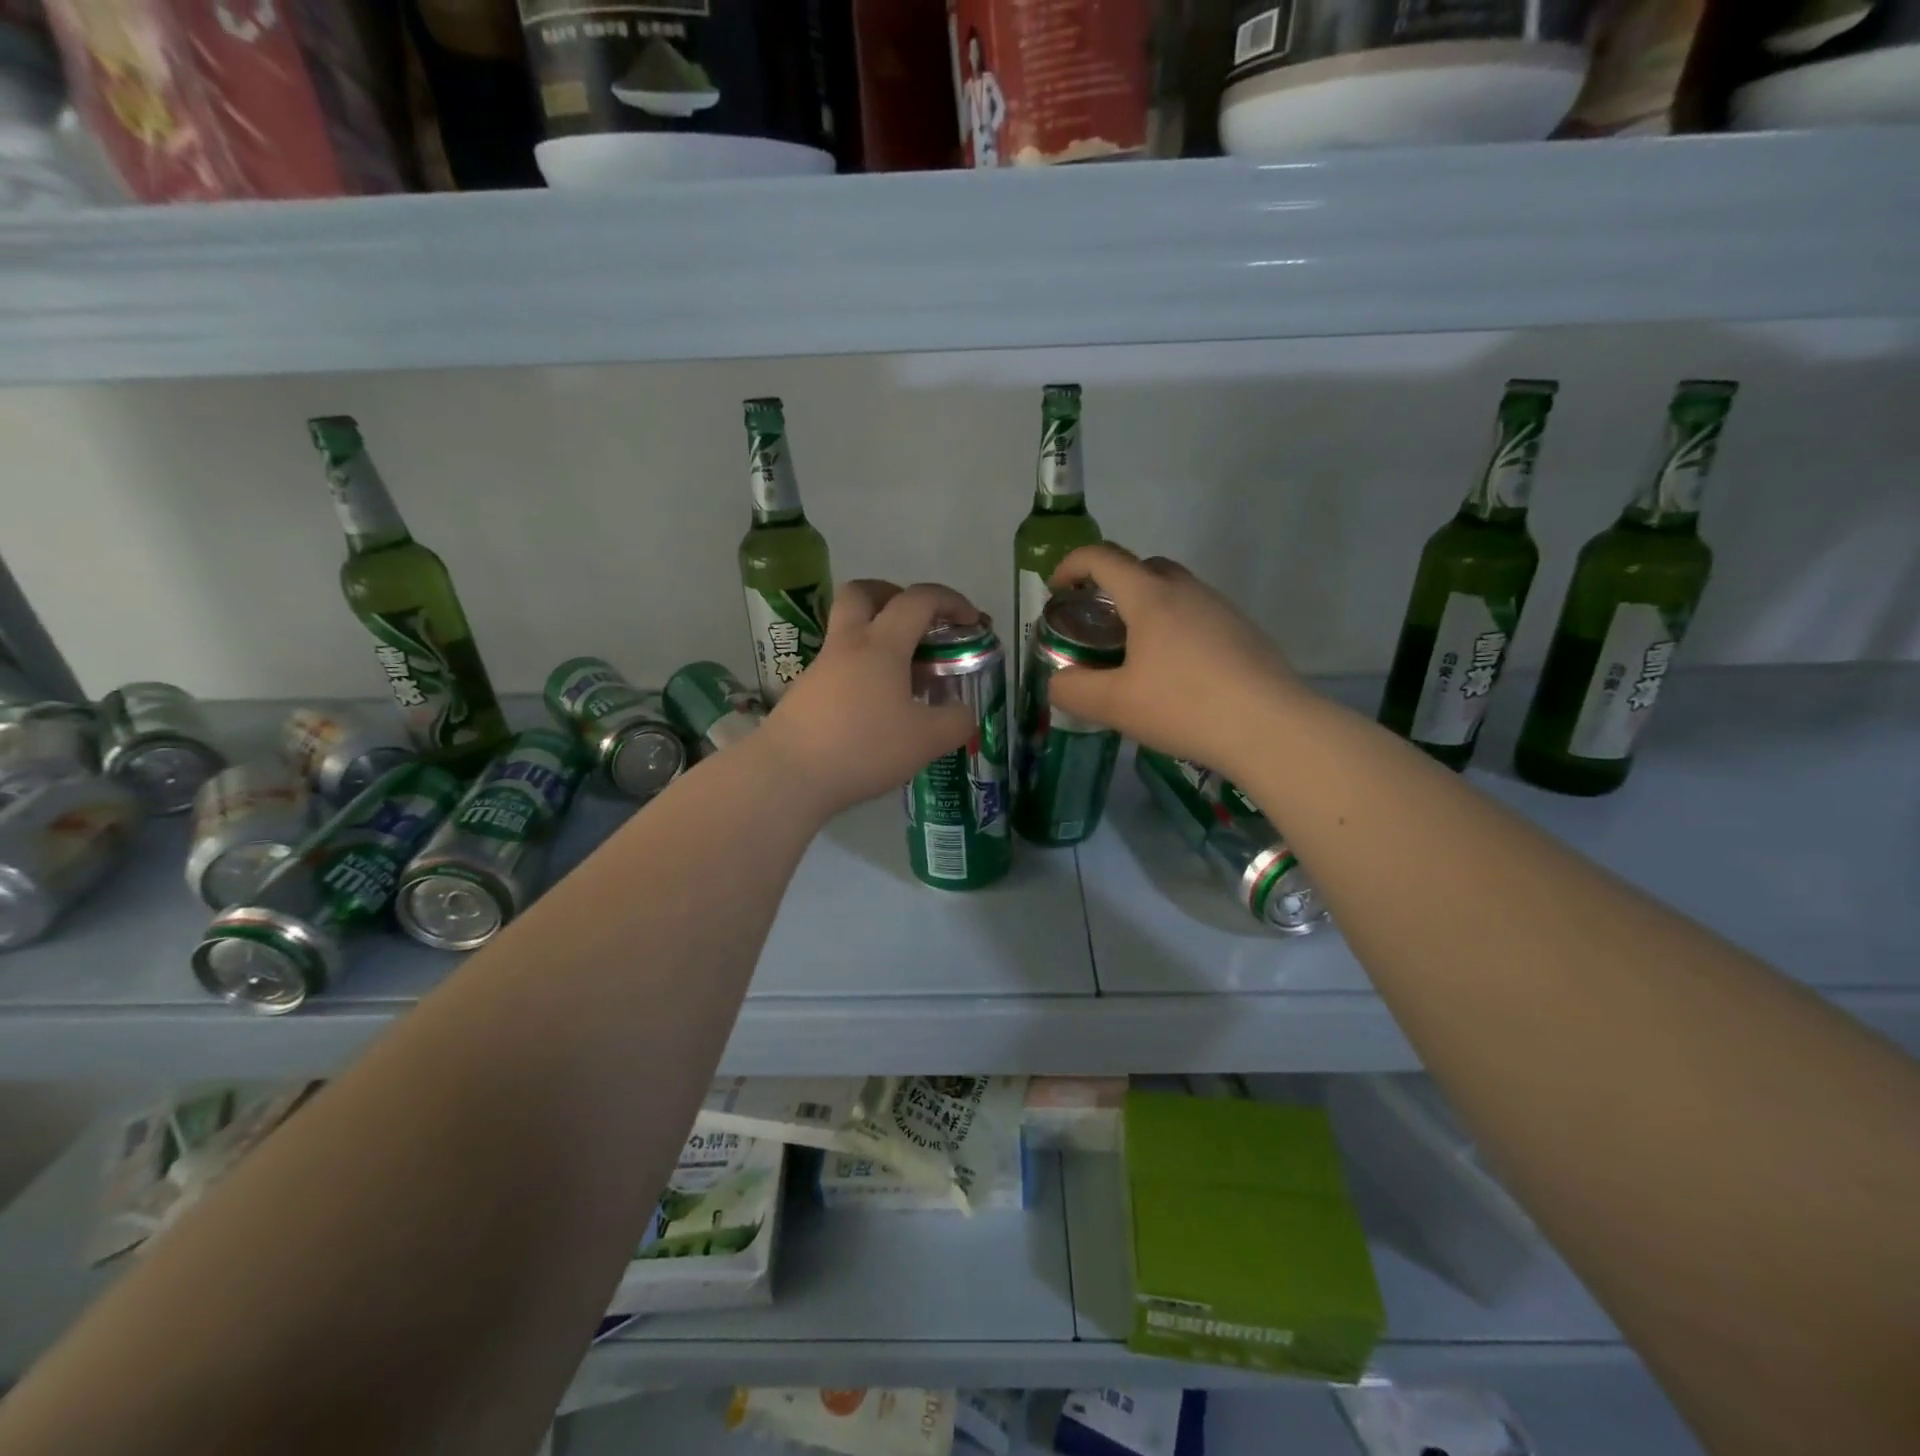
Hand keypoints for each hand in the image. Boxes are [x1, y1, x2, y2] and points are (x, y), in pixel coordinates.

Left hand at [760, 579, 977, 817]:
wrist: (788, 774)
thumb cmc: (862, 748)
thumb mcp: (926, 741)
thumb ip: (956, 722)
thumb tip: (962, 712)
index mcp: (881, 644)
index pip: (918, 599)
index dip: (951, 601)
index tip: (970, 621)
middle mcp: (847, 644)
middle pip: (863, 592)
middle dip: (894, 594)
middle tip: (916, 622)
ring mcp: (820, 667)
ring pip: (847, 629)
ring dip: (877, 635)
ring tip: (902, 674)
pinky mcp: (804, 691)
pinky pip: (838, 663)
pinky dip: (861, 669)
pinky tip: (875, 705)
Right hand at [1044, 544, 1304, 775]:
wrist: (1270, 727)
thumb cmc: (1184, 707)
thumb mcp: (1114, 705)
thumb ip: (1073, 690)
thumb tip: (1058, 682)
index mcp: (1150, 597)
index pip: (1102, 558)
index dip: (1072, 565)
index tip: (1057, 590)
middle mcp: (1187, 590)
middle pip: (1142, 567)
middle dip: (1112, 584)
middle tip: (1098, 623)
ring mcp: (1221, 608)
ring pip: (1175, 591)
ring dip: (1147, 607)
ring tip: (1136, 653)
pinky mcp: (1244, 632)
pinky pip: (1198, 615)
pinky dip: (1176, 628)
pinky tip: (1177, 673)